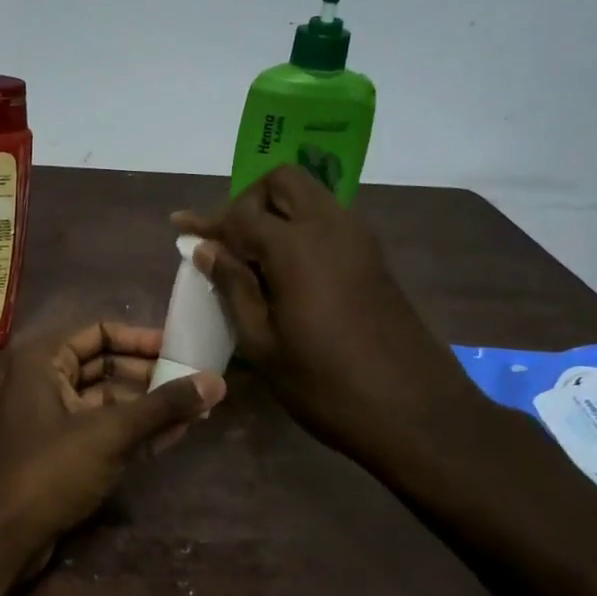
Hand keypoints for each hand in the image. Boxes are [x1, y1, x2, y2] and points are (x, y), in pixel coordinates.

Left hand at [0, 321, 225, 561]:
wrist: (1, 538)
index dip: (140, 338)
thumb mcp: (110, 432)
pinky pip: (104, 429)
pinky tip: (175, 434)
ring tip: (196, 410)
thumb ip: (163, 405)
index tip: (179, 350)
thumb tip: (217, 381)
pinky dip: (136, 430)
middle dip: (150, 375)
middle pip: (106, 366)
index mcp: (44, 361)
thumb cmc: (50, 470)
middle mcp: (45, 382)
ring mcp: (53, 419)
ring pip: (108, 401)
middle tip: (195, 382)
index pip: (99, 333)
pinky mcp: (62, 452)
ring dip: (149, 406)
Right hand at [173, 165, 479, 464]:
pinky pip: (330, 220)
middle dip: (248, 199)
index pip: (241, 214)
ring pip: (311, 196)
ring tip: (252, 253)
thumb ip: (233, 287)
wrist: (415, 413)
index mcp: (296, 247)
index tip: (181, 229)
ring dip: (277, 210)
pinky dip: (301, 227)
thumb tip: (206, 248)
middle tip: (228, 239)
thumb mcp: (263, 344)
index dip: (208, 222)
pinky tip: (286, 267)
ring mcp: (358, 240)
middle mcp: (330, 227)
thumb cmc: (325, 386)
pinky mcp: (374, 258)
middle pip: (283, 181)